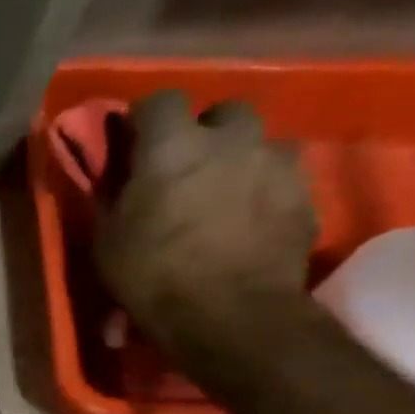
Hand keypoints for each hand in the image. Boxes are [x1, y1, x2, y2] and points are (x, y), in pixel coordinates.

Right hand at [96, 91, 317, 352]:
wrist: (229, 313)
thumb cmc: (151, 272)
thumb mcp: (108, 234)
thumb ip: (116, 190)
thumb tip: (116, 170)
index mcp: (173, 146)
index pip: (160, 100)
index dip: (145, 118)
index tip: (133, 141)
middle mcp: (231, 141)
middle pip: (224, 111)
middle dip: (205, 131)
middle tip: (186, 165)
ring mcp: (276, 165)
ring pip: (260, 142)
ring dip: (240, 157)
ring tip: (223, 191)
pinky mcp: (306, 195)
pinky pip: (282, 177)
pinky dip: (263, 189)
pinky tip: (247, 219)